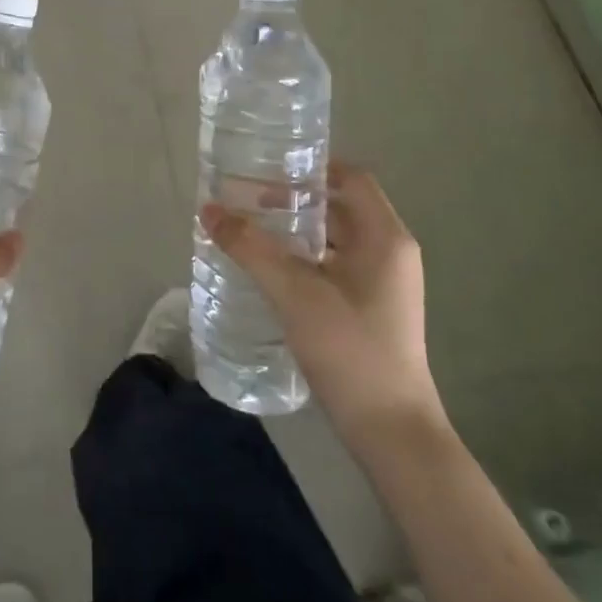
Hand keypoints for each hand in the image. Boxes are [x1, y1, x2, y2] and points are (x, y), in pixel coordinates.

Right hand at [202, 163, 443, 446]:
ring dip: (296, 232)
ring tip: (252, 233)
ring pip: (336, 240)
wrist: (392, 434)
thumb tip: (209, 209)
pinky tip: (271, 272)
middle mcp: (390, 253)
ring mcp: (385, 284)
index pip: (351, 177)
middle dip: (294, 201)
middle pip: (340, 207)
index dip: (311, 168)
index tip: (268, 169)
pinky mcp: (373, 309)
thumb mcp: (294, 293)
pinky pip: (336, 266)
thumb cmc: (350, 350)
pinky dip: (305, 259)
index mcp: (385, 237)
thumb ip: (250, 247)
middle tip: (248, 201)